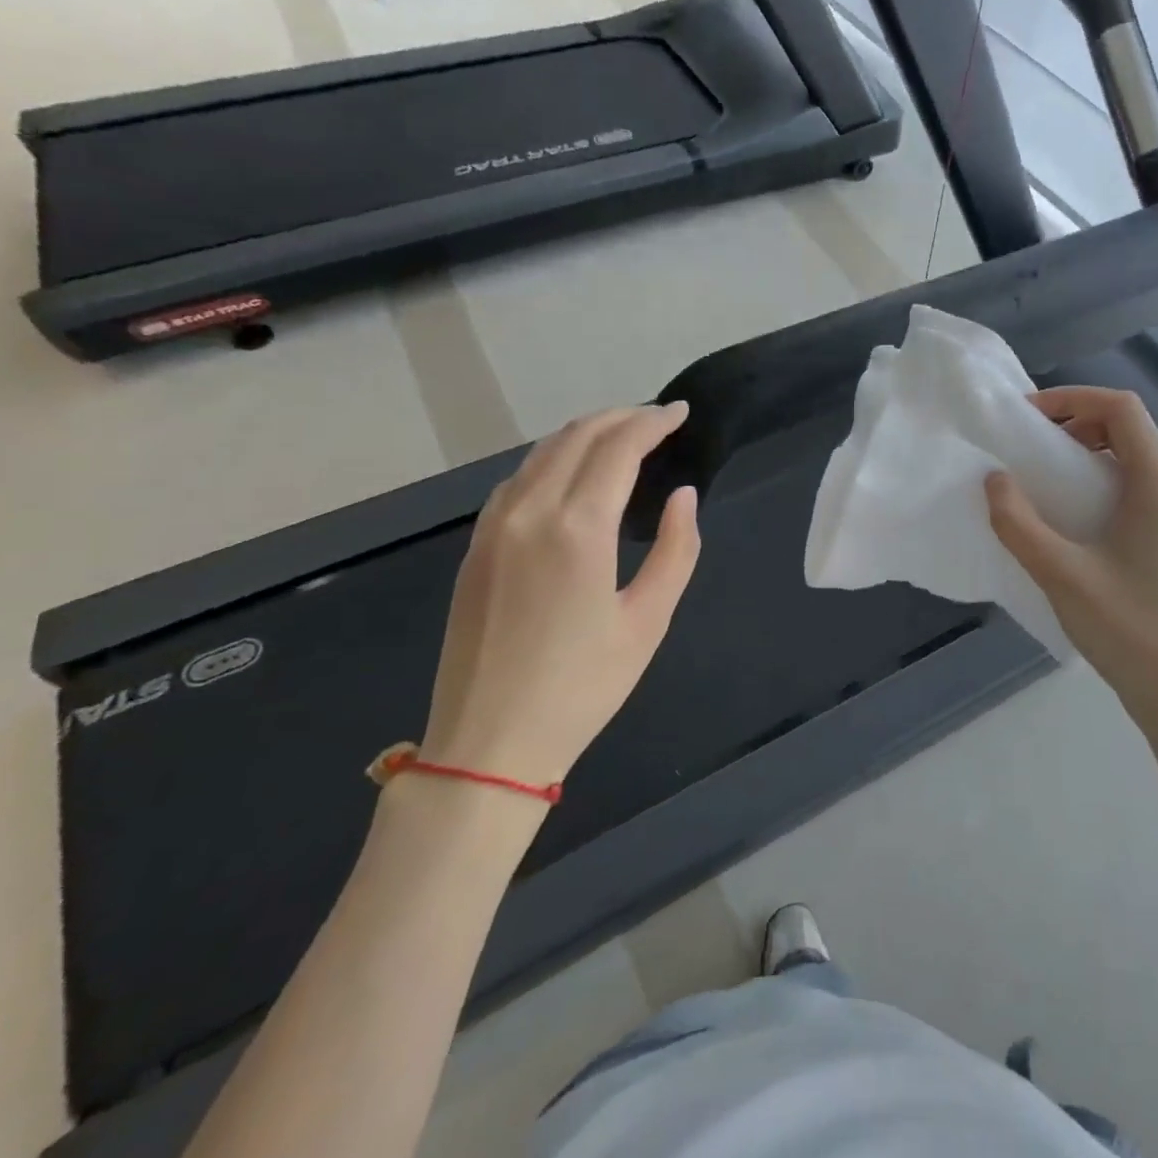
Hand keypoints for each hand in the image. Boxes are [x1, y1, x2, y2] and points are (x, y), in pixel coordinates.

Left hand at [418, 403, 700, 805]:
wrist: (488, 743)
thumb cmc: (582, 687)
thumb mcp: (648, 621)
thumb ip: (676, 550)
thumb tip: (682, 496)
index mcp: (578, 528)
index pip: (618, 447)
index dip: (652, 422)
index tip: (681, 414)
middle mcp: (530, 511)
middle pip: (577, 437)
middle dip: (621, 418)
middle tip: (658, 420)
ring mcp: (494, 527)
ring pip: (542, 453)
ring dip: (585, 434)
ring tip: (622, 438)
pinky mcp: (476, 546)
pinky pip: (517, 480)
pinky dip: (552, 459)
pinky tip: (571, 474)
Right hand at [985, 387, 1157, 734]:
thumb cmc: (1128, 632)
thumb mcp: (1062, 576)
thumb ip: (1019, 524)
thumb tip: (993, 480)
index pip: (1124, 410)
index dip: (1074, 398)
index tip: (1028, 417)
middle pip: (1130, 430)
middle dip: (1076, 424)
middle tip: (1030, 446)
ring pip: (1134, 460)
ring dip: (1087, 455)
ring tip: (1043, 478)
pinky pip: (1137, 490)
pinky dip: (1100, 483)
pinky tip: (1070, 517)